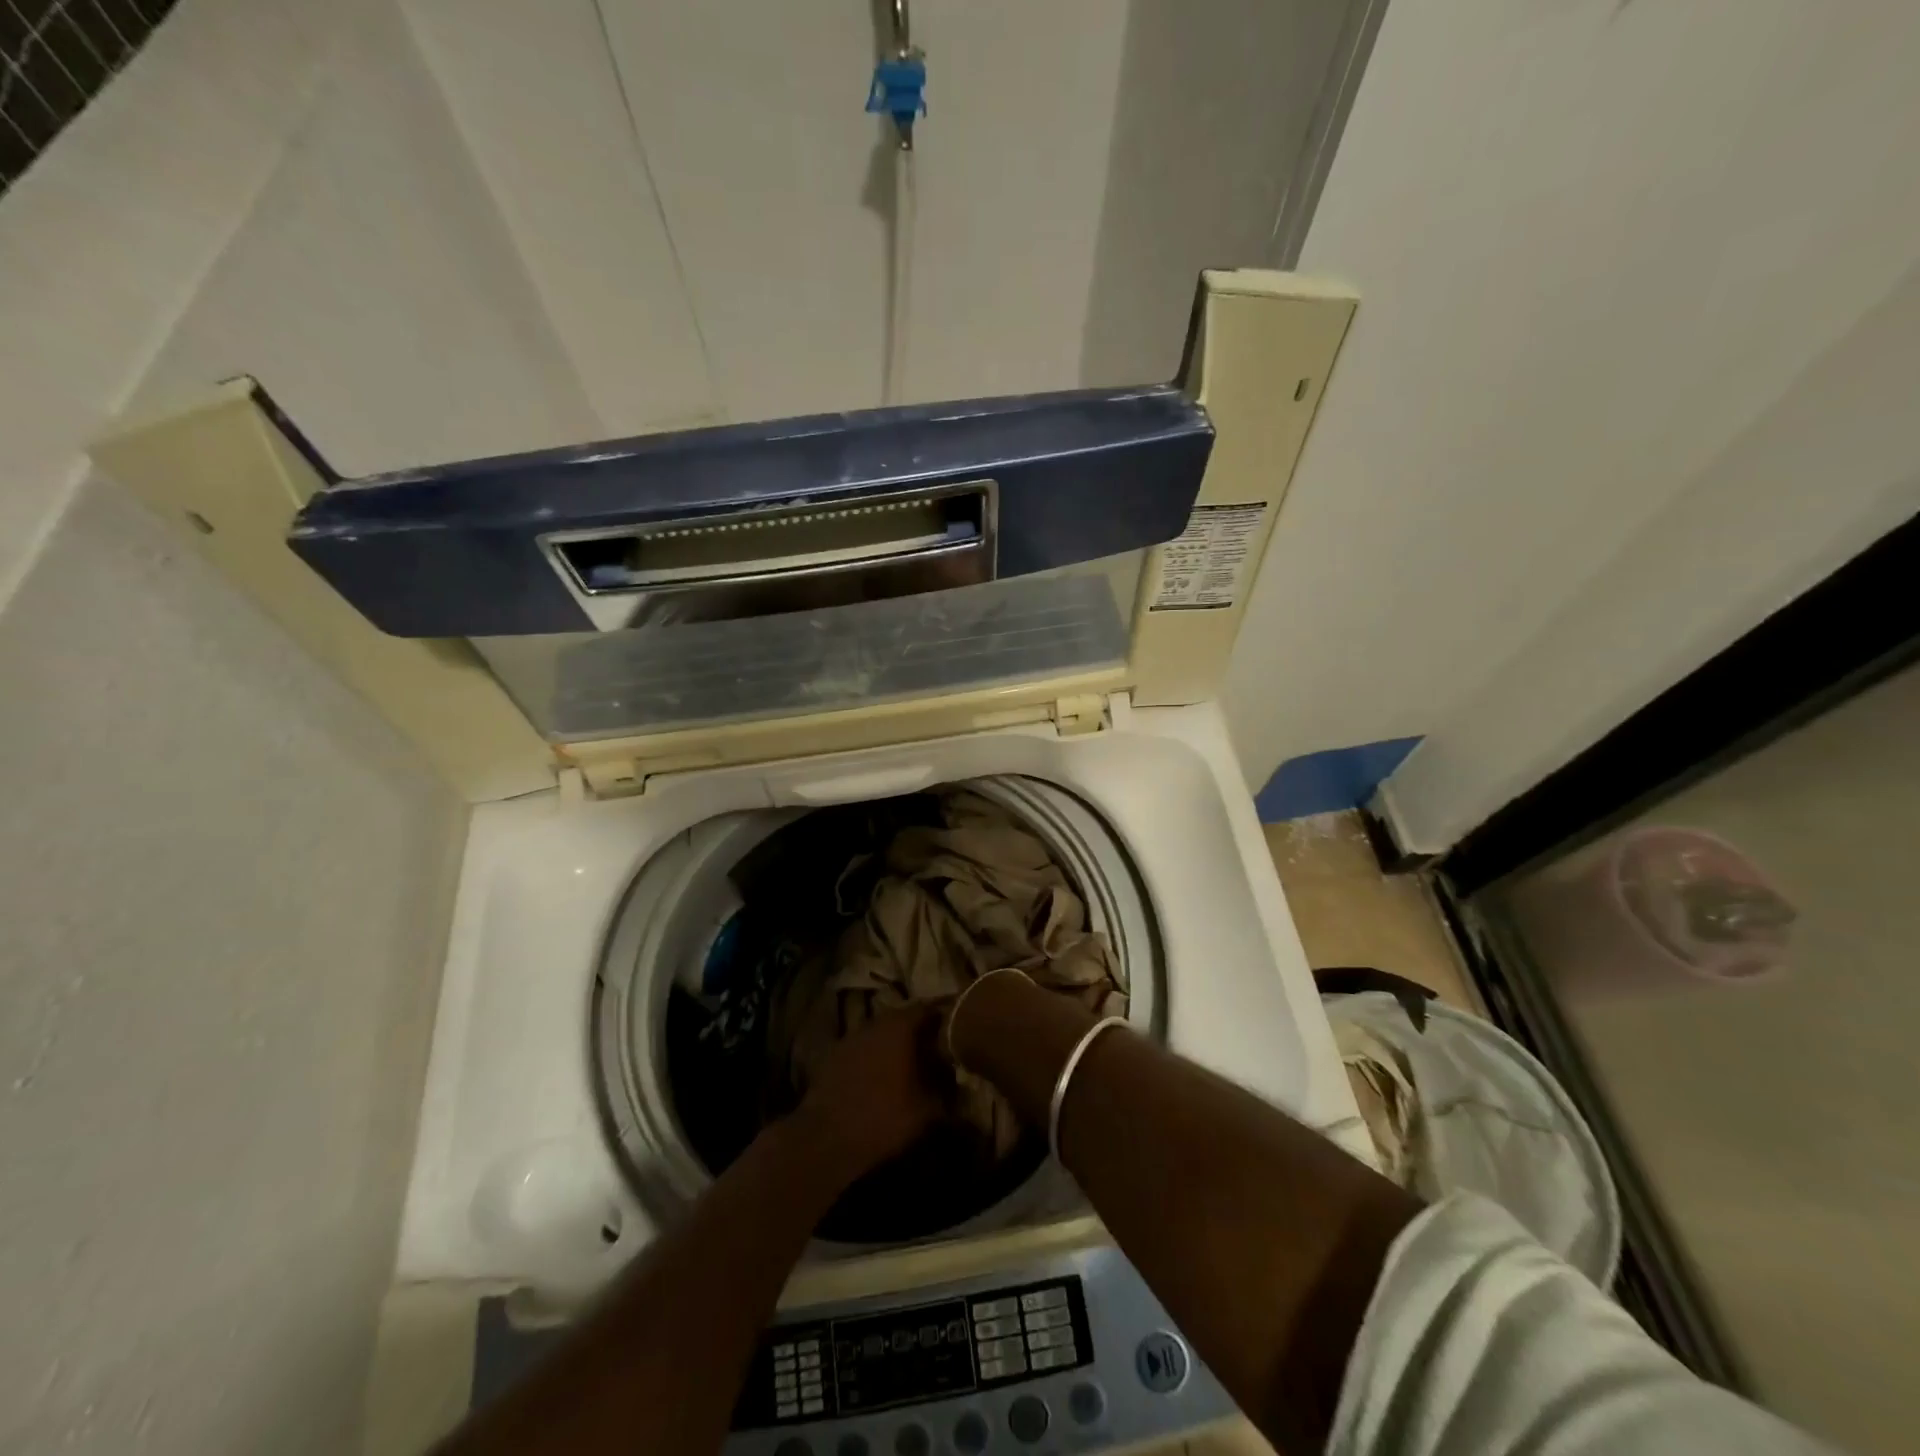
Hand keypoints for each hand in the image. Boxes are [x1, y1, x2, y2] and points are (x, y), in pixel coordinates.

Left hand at [796, 1006, 946, 1178]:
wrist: (825, 1139)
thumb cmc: (883, 1118)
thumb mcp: (927, 1111)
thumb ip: (947, 1092)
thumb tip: (958, 1084)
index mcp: (900, 1027)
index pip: (929, 1009)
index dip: (945, 1019)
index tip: (958, 1031)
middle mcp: (875, 1023)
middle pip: (903, 1019)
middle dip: (920, 1033)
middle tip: (936, 1051)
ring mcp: (851, 1037)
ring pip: (881, 1033)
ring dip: (896, 1045)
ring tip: (910, 1066)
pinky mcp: (833, 1056)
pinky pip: (863, 1048)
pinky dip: (875, 1057)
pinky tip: (880, 1078)